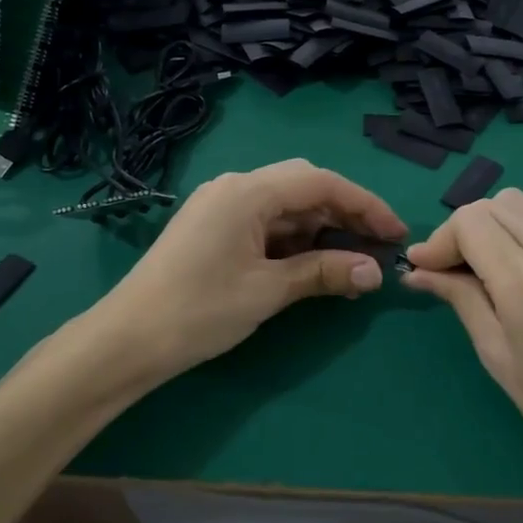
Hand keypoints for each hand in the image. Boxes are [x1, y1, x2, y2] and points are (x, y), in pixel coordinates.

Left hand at [92, 160, 406, 382]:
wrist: (127, 340)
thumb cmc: (198, 311)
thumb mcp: (267, 291)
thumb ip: (323, 273)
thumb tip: (375, 273)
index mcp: (247, 191)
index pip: (321, 183)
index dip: (365, 205)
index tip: (396, 233)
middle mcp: (234, 187)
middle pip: (304, 187)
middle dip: (345, 213)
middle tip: (377, 245)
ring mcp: (220, 207)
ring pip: (285, 207)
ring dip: (321, 229)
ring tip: (353, 259)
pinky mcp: (213, 229)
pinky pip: (265, 223)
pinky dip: (294, 240)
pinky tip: (314, 262)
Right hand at [403, 188, 522, 487]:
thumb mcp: (498, 357)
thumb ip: (461, 300)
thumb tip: (417, 272)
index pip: (472, 222)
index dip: (441, 239)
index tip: (424, 268)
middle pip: (496, 204)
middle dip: (463, 230)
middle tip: (450, 270)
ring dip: (492, 227)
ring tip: (481, 269)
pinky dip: (521, 236)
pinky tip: (516, 272)